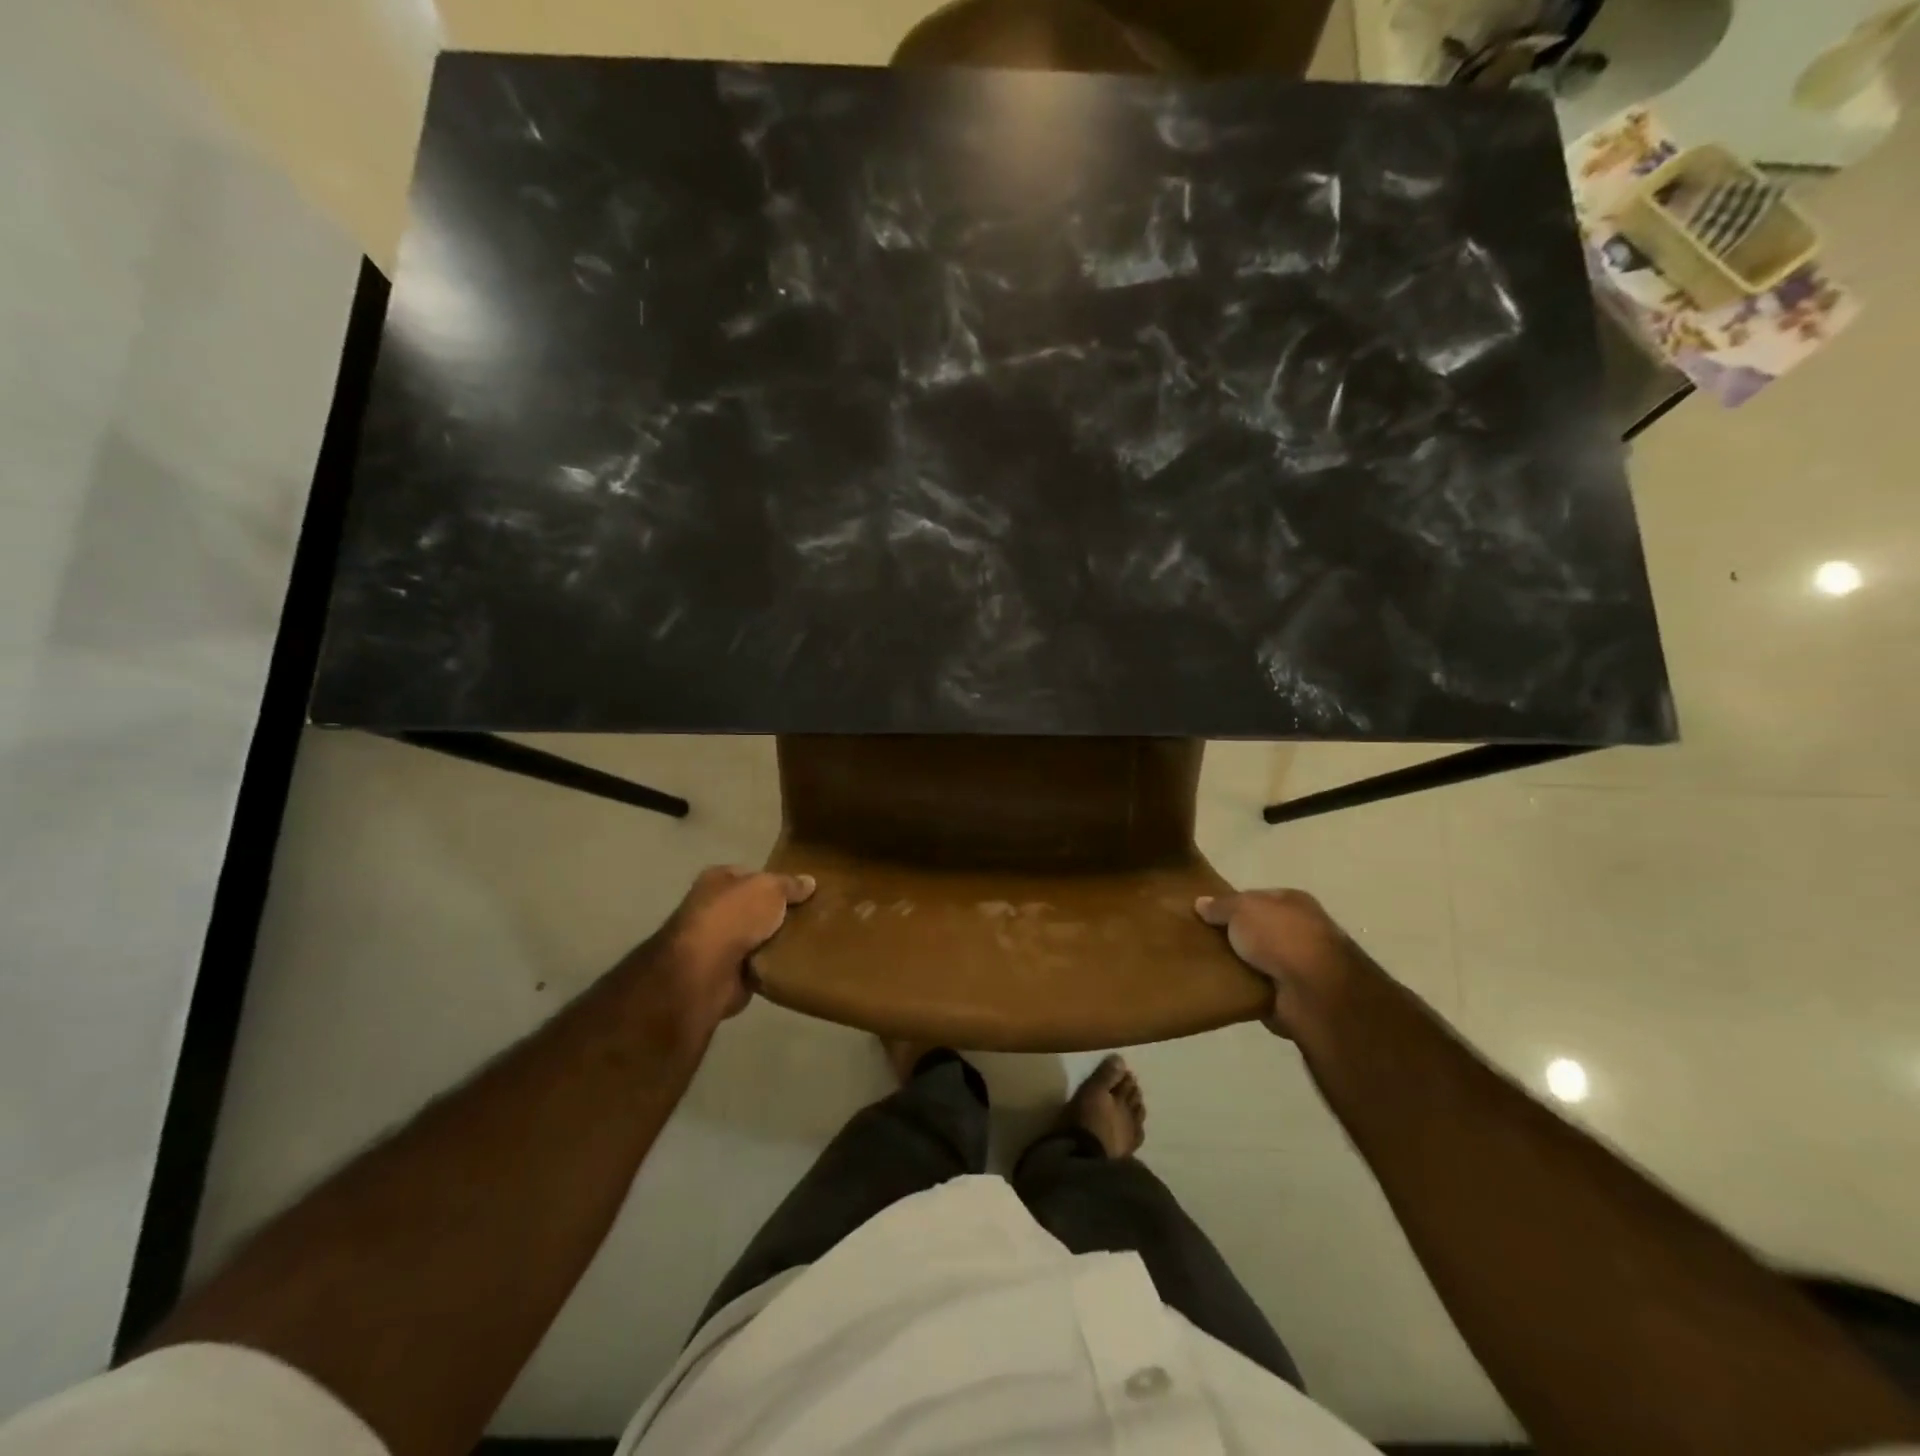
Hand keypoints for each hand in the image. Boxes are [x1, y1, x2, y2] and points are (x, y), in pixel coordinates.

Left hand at [644, 866, 815, 1036]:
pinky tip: (793, 963)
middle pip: (753, 907)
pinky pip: (756, 965)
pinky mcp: (724, 973)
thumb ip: (789, 885)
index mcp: (717, 880)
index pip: (751, 875)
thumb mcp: (769, 888)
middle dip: (777, 913)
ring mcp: (716, 943)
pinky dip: (770, 966)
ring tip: (808, 941)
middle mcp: (712, 908)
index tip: (802, 891)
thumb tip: (809, 882)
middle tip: (810, 917)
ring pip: (756, 937)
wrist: (705, 971)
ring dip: (775, 942)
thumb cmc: (734, 916)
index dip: (776, 881)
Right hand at [1194, 888, 1359, 1040]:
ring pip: (1258, 959)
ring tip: (1206, 966)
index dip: (1230, 905)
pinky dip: (1245, 988)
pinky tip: (1224, 987)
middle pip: (1257, 929)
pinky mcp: (1294, 994)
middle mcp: (1300, 929)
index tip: (1205, 916)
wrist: (1314, 991)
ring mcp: (1300, 964)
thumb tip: (1200, 903)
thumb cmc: (1279, 936)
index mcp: (1293, 902)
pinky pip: (1260, 986)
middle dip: (1233, 936)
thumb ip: (1221, 906)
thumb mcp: (1242, 909)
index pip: (1255, 898)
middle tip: (1201, 942)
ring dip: (1239, 964)